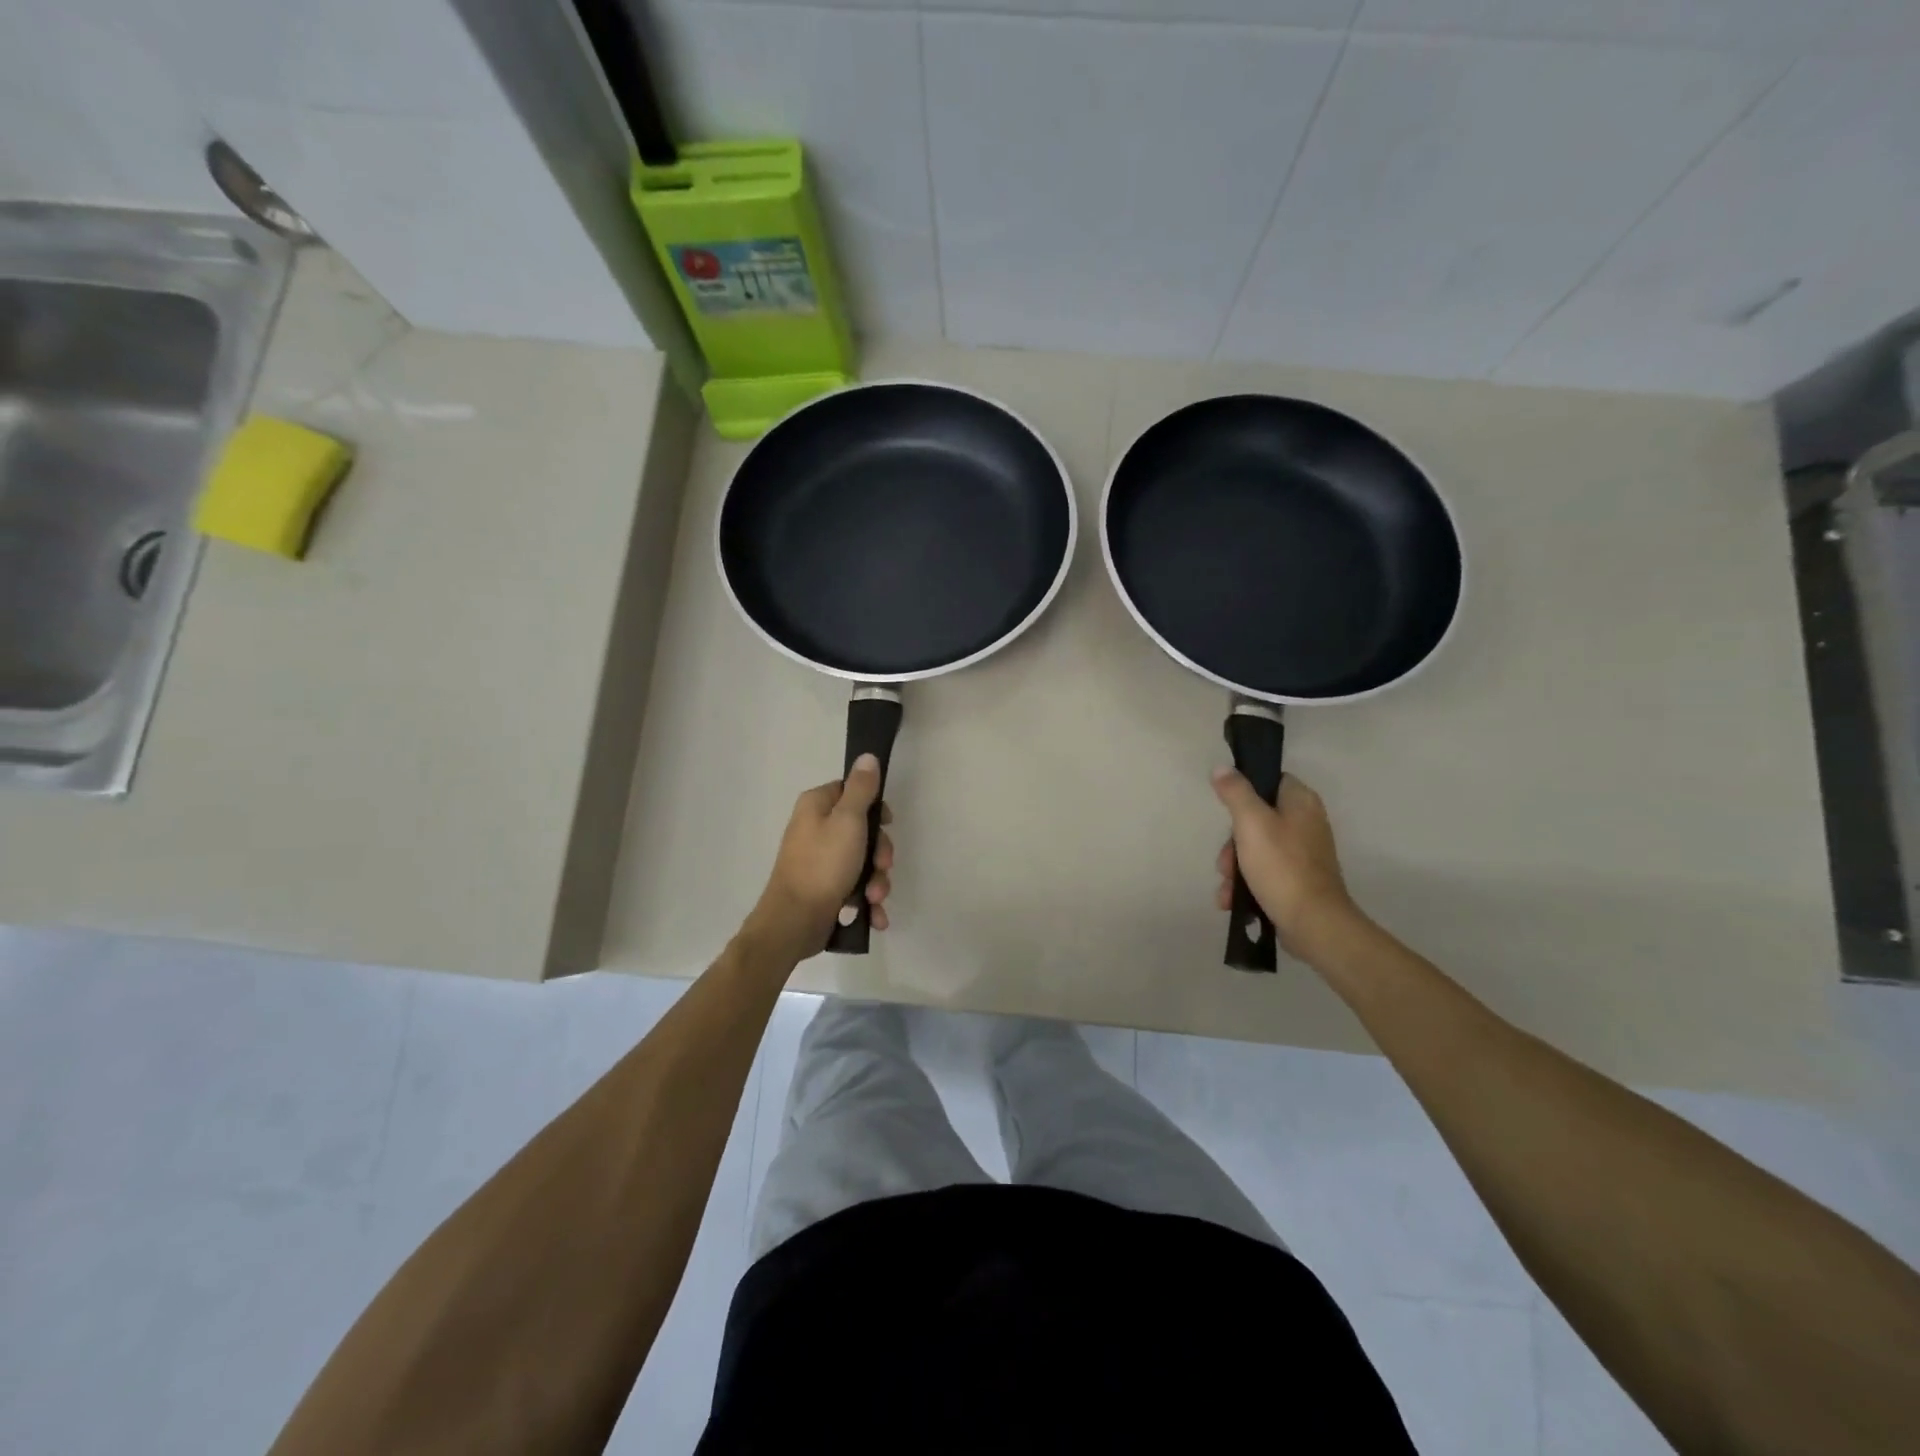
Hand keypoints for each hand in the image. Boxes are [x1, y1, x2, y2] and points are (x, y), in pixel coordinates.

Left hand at [744, 754, 893, 961]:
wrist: (795, 922)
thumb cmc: (823, 865)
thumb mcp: (848, 820)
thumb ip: (861, 789)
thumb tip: (867, 756)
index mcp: (817, 806)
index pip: (853, 792)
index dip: (875, 807)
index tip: (887, 823)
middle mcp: (816, 828)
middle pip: (863, 830)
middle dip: (880, 854)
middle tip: (882, 867)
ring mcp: (820, 860)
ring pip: (863, 862)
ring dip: (876, 881)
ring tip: (874, 898)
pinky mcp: (825, 888)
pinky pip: (855, 886)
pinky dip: (866, 900)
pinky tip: (873, 915)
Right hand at [1212, 769, 1359, 961]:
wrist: (1314, 924)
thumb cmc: (1282, 866)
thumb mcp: (1251, 823)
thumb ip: (1235, 792)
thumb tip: (1222, 768)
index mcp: (1301, 802)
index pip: (1270, 780)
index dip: (1245, 792)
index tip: (1227, 811)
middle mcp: (1306, 823)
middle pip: (1257, 819)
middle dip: (1232, 843)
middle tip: (1225, 862)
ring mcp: (1304, 854)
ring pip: (1256, 848)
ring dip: (1235, 868)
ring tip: (1227, 888)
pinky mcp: (1299, 880)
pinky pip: (1266, 872)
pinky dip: (1248, 884)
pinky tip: (1232, 900)